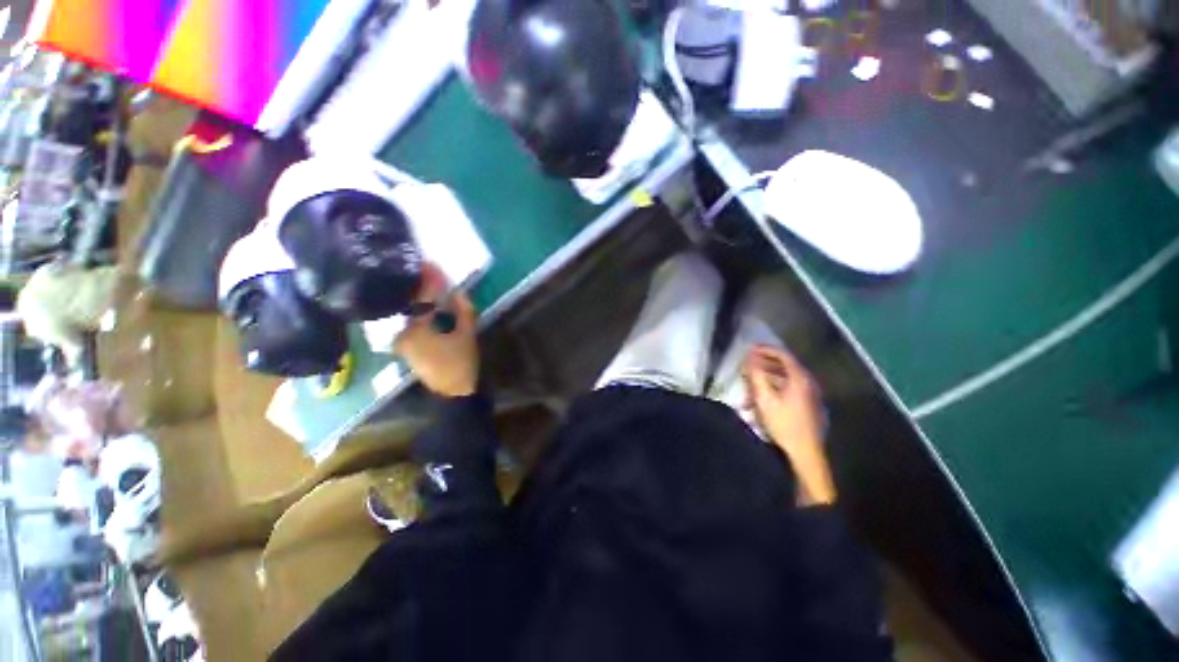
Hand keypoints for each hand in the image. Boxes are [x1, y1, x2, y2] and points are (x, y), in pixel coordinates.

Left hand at [394, 263, 478, 397]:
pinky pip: (411, 322)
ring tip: (428, 282)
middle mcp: (402, 333)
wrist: (453, 392)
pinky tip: (428, 302)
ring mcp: (401, 341)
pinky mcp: (405, 346)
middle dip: (420, 287)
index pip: (423, 299)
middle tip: (428, 270)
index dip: (429, 281)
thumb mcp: (467, 335)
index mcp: (416, 331)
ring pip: (410, 313)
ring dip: (420, 299)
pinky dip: (419, 311)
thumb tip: (458, 291)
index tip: (431, 264)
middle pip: (411, 304)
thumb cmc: (461, 364)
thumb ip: (464, 311)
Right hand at [743, 346, 835, 505]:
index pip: (783, 355)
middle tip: (746, 368)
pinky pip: (788, 392)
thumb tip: (749, 356)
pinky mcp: (807, 408)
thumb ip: (756, 375)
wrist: (804, 456)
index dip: (765, 349)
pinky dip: (773, 392)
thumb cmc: (783, 424)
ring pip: (784, 381)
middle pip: (784, 367)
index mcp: (800, 379)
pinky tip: (759, 405)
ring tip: (748, 392)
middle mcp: (808, 384)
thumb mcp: (764, 398)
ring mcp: (810, 397)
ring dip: (765, 382)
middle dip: (762, 366)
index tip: (748, 349)